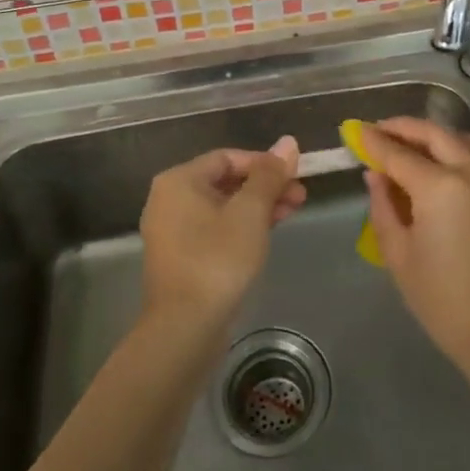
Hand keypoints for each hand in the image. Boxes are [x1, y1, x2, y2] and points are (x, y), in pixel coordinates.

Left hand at [139, 138, 304, 335]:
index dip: (264, 162)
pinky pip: (215, 229)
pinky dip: (241, 227)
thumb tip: (288, 142)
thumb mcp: (250, 212)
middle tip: (300, 195)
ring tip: (293, 211)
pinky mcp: (181, 258)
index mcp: (179, 181)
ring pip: (222, 207)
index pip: (228, 157)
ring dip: (258, 206)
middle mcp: (169, 200)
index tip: (295, 174)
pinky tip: (268, 233)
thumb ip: (269, 175)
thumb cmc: (217, 259)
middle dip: (265, 186)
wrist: (185, 328)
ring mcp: (172, 231)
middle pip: (225, 181)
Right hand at [358, 118, 469, 384]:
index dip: (372, 141)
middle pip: (432, 135)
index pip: (398, 153)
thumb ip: (383, 206)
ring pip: (459, 138)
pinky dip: (455, 145)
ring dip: (431, 134)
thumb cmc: (441, 300)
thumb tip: (375, 174)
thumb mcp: (398, 254)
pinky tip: (439, 160)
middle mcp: (469, 173)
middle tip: (376, 131)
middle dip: (401, 128)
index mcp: (439, 188)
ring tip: (407, 143)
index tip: (353, 131)